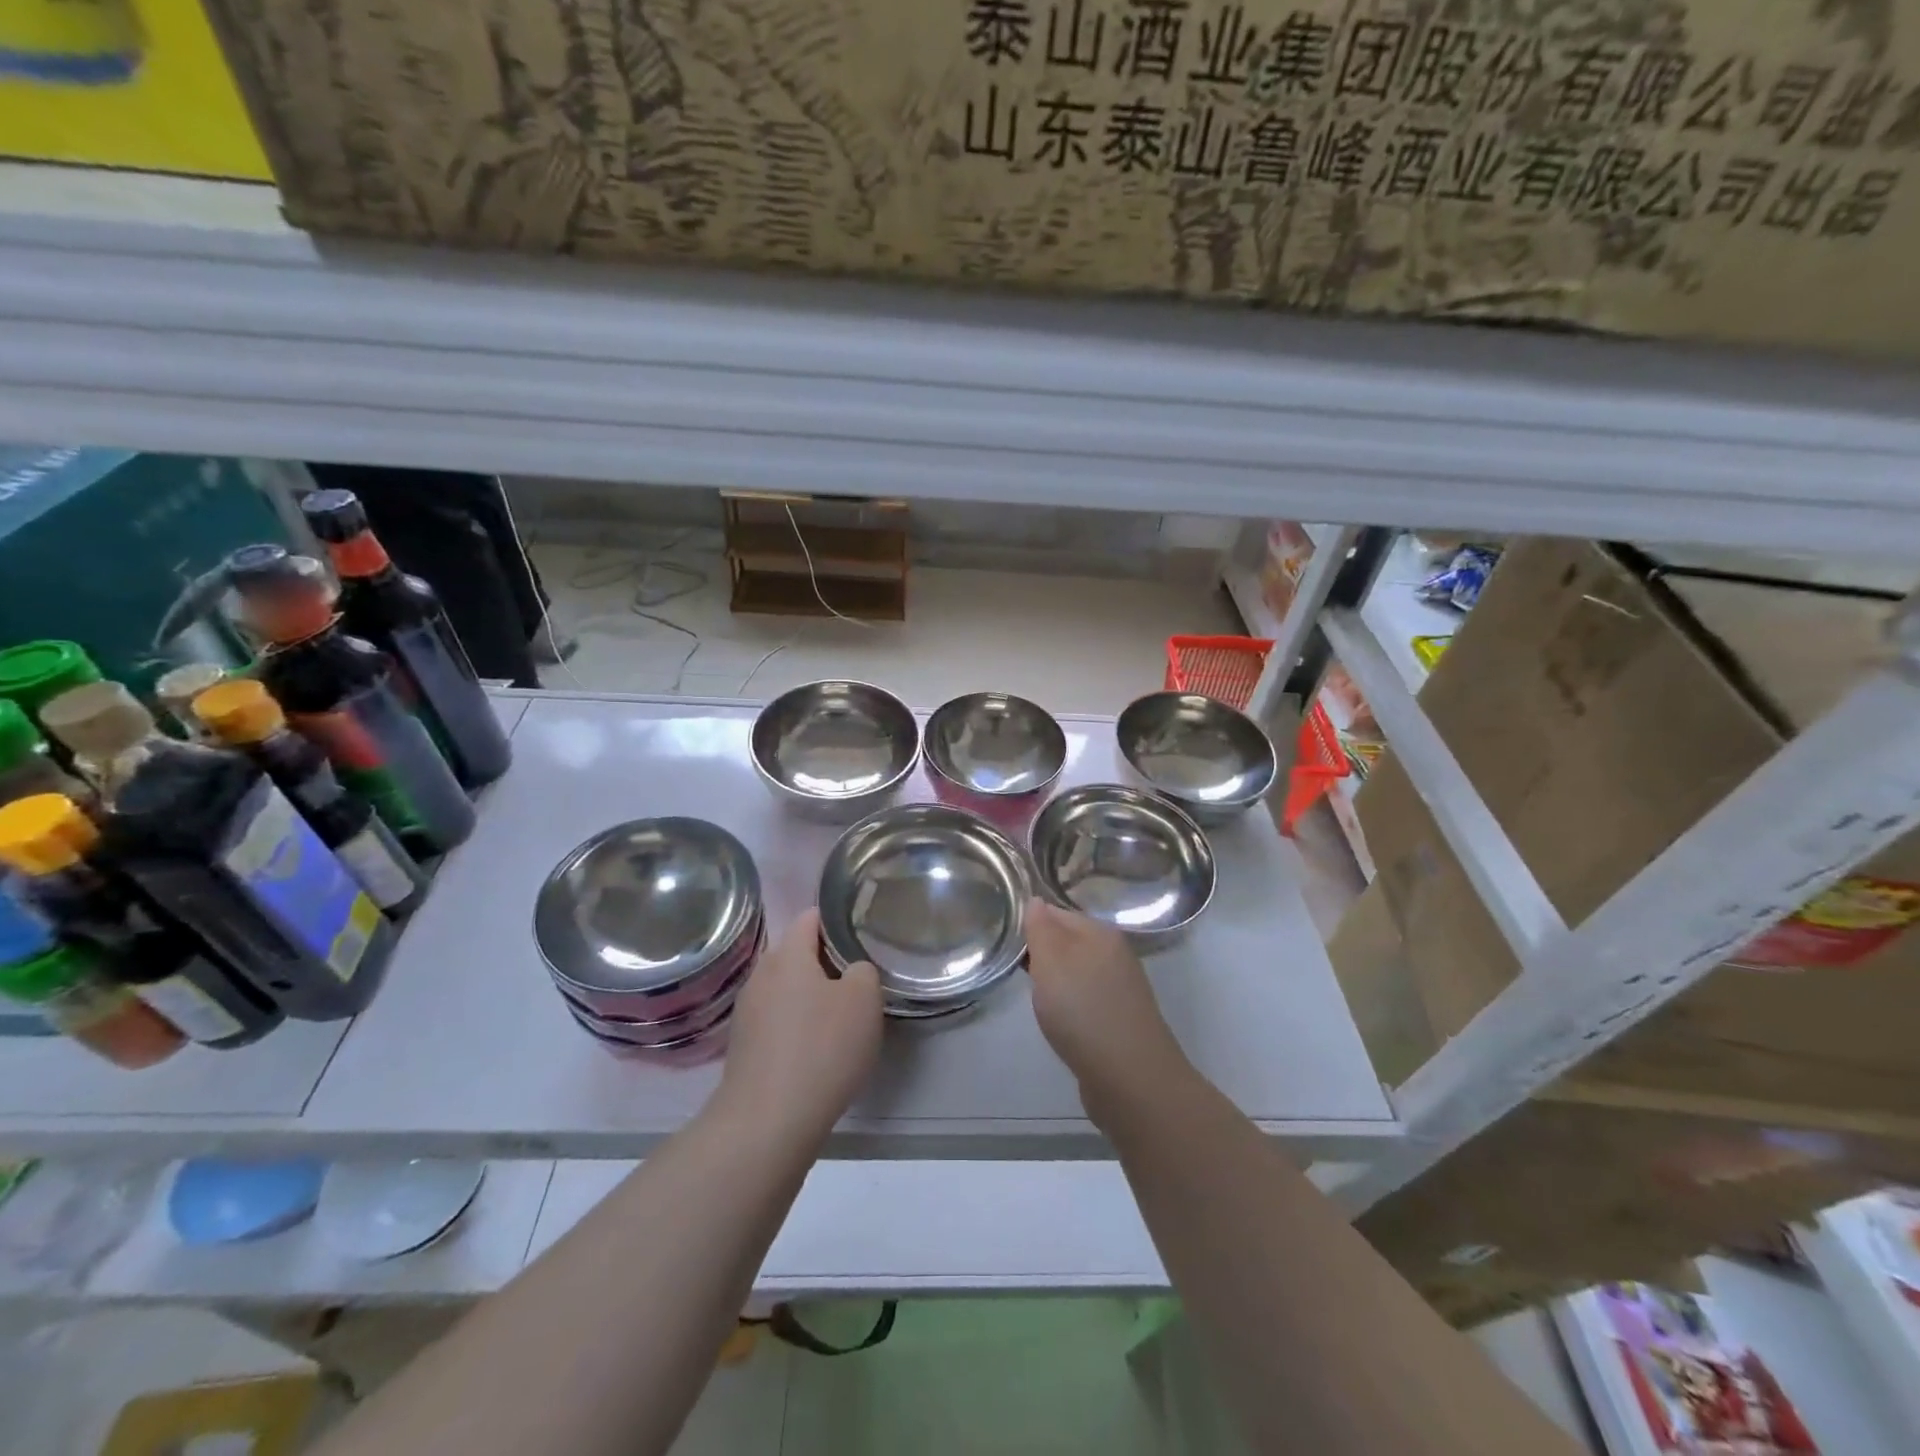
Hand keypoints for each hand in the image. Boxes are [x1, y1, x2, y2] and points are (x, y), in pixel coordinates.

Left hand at [715, 909, 882, 1146]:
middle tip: (856, 982)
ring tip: (838, 1019)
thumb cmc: (822, 1048)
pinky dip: (795, 1027)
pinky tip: (814, 1051)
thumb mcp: (864, 1000)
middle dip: (824, 963)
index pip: (810, 918)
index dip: (836, 921)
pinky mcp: (742, 1047)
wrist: (767, 1121)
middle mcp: (761, 975)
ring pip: (785, 990)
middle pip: (795, 954)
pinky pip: (776, 1021)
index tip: (859, 937)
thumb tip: (850, 973)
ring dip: (809, 997)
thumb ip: (863, 972)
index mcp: (788, 955)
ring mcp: (747, 1012)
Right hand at [1025, 899, 1190, 1119]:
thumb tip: (1036, 900)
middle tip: (1011, 967)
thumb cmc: (1082, 1011)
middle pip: (1068, 941)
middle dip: (1041, 952)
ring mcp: (1120, 987)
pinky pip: (1086, 997)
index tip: (1003, 940)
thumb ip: (1040, 928)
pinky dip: (1069, 1003)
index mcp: (1100, 932)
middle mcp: (1114, 953)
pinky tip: (1058, 1019)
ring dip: (1054, 979)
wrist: (1130, 1078)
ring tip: (1032, 994)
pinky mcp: (1120, 1017)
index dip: (1029, 924)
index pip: (1056, 913)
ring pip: (1077, 970)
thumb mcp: (1051, 961)